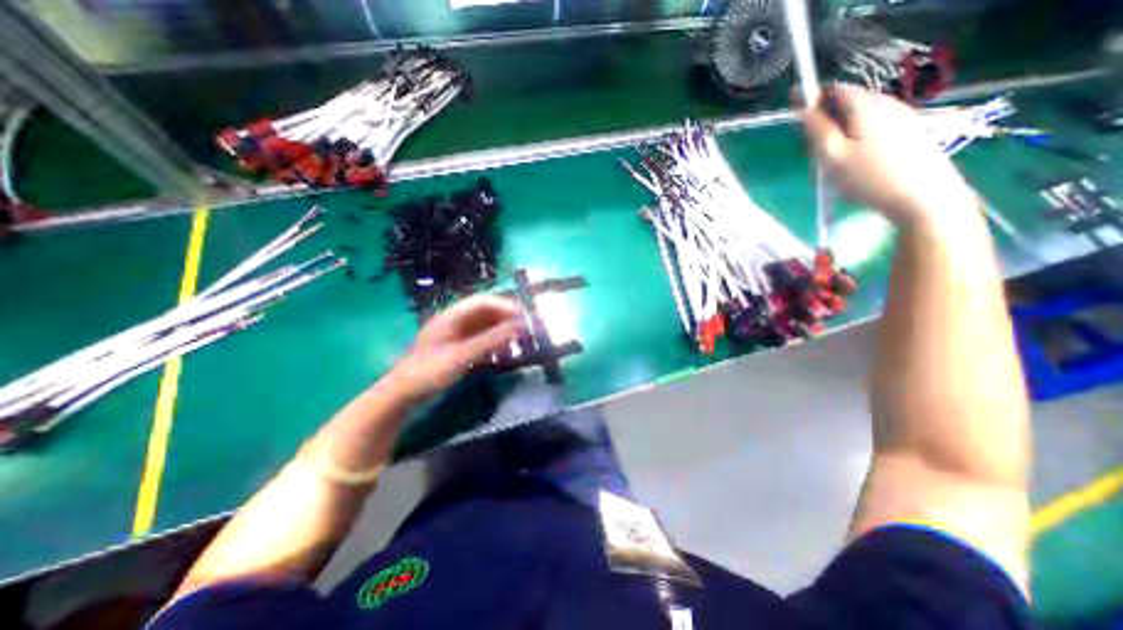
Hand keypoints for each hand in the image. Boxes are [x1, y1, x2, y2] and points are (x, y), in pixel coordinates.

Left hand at [387, 295, 522, 404]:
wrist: (402, 395)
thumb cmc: (430, 371)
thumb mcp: (463, 355)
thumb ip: (491, 340)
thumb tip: (519, 326)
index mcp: (451, 317)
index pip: (482, 302)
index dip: (503, 305)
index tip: (522, 316)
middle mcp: (454, 322)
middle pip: (484, 312)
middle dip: (504, 317)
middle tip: (524, 328)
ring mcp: (454, 335)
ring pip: (483, 326)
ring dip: (500, 330)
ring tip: (517, 339)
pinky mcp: (456, 348)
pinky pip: (479, 339)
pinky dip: (492, 342)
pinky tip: (502, 350)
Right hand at [803, 86, 980, 226]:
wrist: (922, 197)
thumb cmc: (869, 178)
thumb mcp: (832, 157)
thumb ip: (817, 131)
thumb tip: (805, 109)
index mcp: (865, 106)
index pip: (834, 90)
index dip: (813, 99)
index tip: (798, 119)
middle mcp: (886, 103)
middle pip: (847, 103)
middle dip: (826, 120)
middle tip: (812, 150)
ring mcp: (902, 116)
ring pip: (860, 117)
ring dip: (841, 131)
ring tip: (831, 161)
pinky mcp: (910, 132)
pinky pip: (873, 128)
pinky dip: (857, 138)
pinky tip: (854, 162)